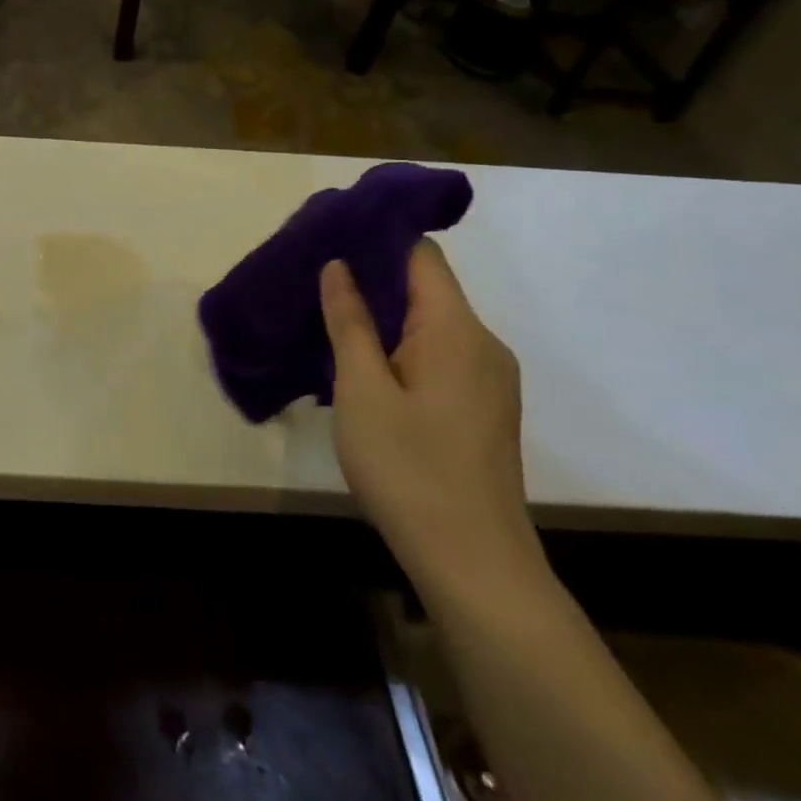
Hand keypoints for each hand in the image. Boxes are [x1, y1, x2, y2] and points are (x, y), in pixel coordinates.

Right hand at [319, 241, 541, 610]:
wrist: (472, 560)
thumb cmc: (408, 468)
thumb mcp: (361, 390)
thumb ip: (349, 322)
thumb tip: (339, 266)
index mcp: (455, 330)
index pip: (421, 255)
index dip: (376, 240)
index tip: (327, 241)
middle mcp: (482, 343)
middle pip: (426, 287)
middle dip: (371, 280)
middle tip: (313, 285)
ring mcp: (487, 377)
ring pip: (429, 324)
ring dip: (382, 318)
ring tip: (328, 323)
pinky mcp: (482, 406)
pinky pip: (438, 354)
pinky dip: (399, 348)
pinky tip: (362, 369)